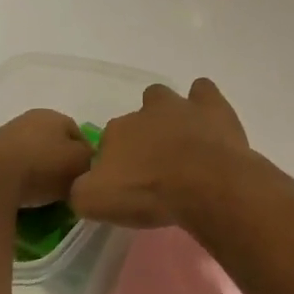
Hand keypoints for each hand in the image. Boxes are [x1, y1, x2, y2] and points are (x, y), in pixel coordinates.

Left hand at [0, 109, 92, 208]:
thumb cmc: (42, 167)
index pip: (79, 134)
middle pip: (53, 144)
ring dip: (38, 173)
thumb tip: (89, 163)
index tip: (86, 179)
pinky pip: (11, 170)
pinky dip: (18, 181)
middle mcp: (28, 120)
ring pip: (32, 156)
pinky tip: (22, 197)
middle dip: (60, 164)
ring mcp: (3, 136)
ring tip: (44, 197)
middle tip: (67, 188)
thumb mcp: (81, 163)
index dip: (86, 157)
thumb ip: (91, 160)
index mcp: (54, 115)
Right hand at [71, 78, 249, 228]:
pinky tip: (209, 123)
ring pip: (165, 99)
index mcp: (115, 132)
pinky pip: (203, 91)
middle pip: (137, 119)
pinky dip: (203, 103)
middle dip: (144, 137)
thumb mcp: (96, 202)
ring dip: (170, 115)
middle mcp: (144, 112)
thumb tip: (84, 185)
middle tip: (157, 166)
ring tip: (183, 144)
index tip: (130, 183)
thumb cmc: (149, 194)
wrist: (204, 184)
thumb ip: (81, 191)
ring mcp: (179, 106)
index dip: (118, 163)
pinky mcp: (211, 107)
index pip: (109, 143)